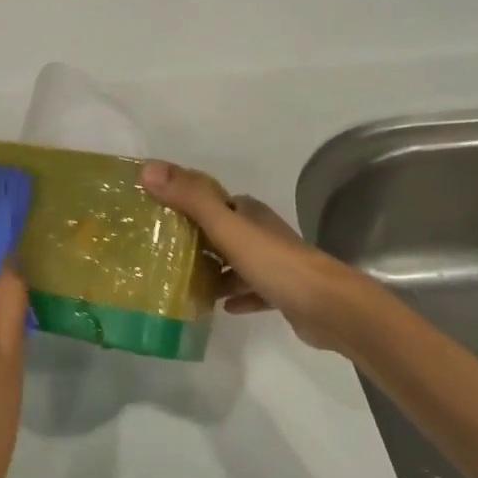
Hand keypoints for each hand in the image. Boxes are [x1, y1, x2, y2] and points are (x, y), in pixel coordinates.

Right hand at [139, 160, 366, 352]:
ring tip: (180, 283)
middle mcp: (260, 233)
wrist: (330, 308)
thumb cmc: (276, 263)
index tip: (154, 212)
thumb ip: (191, 199)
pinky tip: (219, 307)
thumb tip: (147, 169)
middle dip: (193, 238)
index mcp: (248, 213)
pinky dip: (234, 295)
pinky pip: (250, 291)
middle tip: (158, 251)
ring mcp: (273, 264)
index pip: (211, 199)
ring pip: (234, 262)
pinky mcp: (281, 293)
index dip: (184, 201)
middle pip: (220, 231)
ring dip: (212, 270)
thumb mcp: (227, 228)